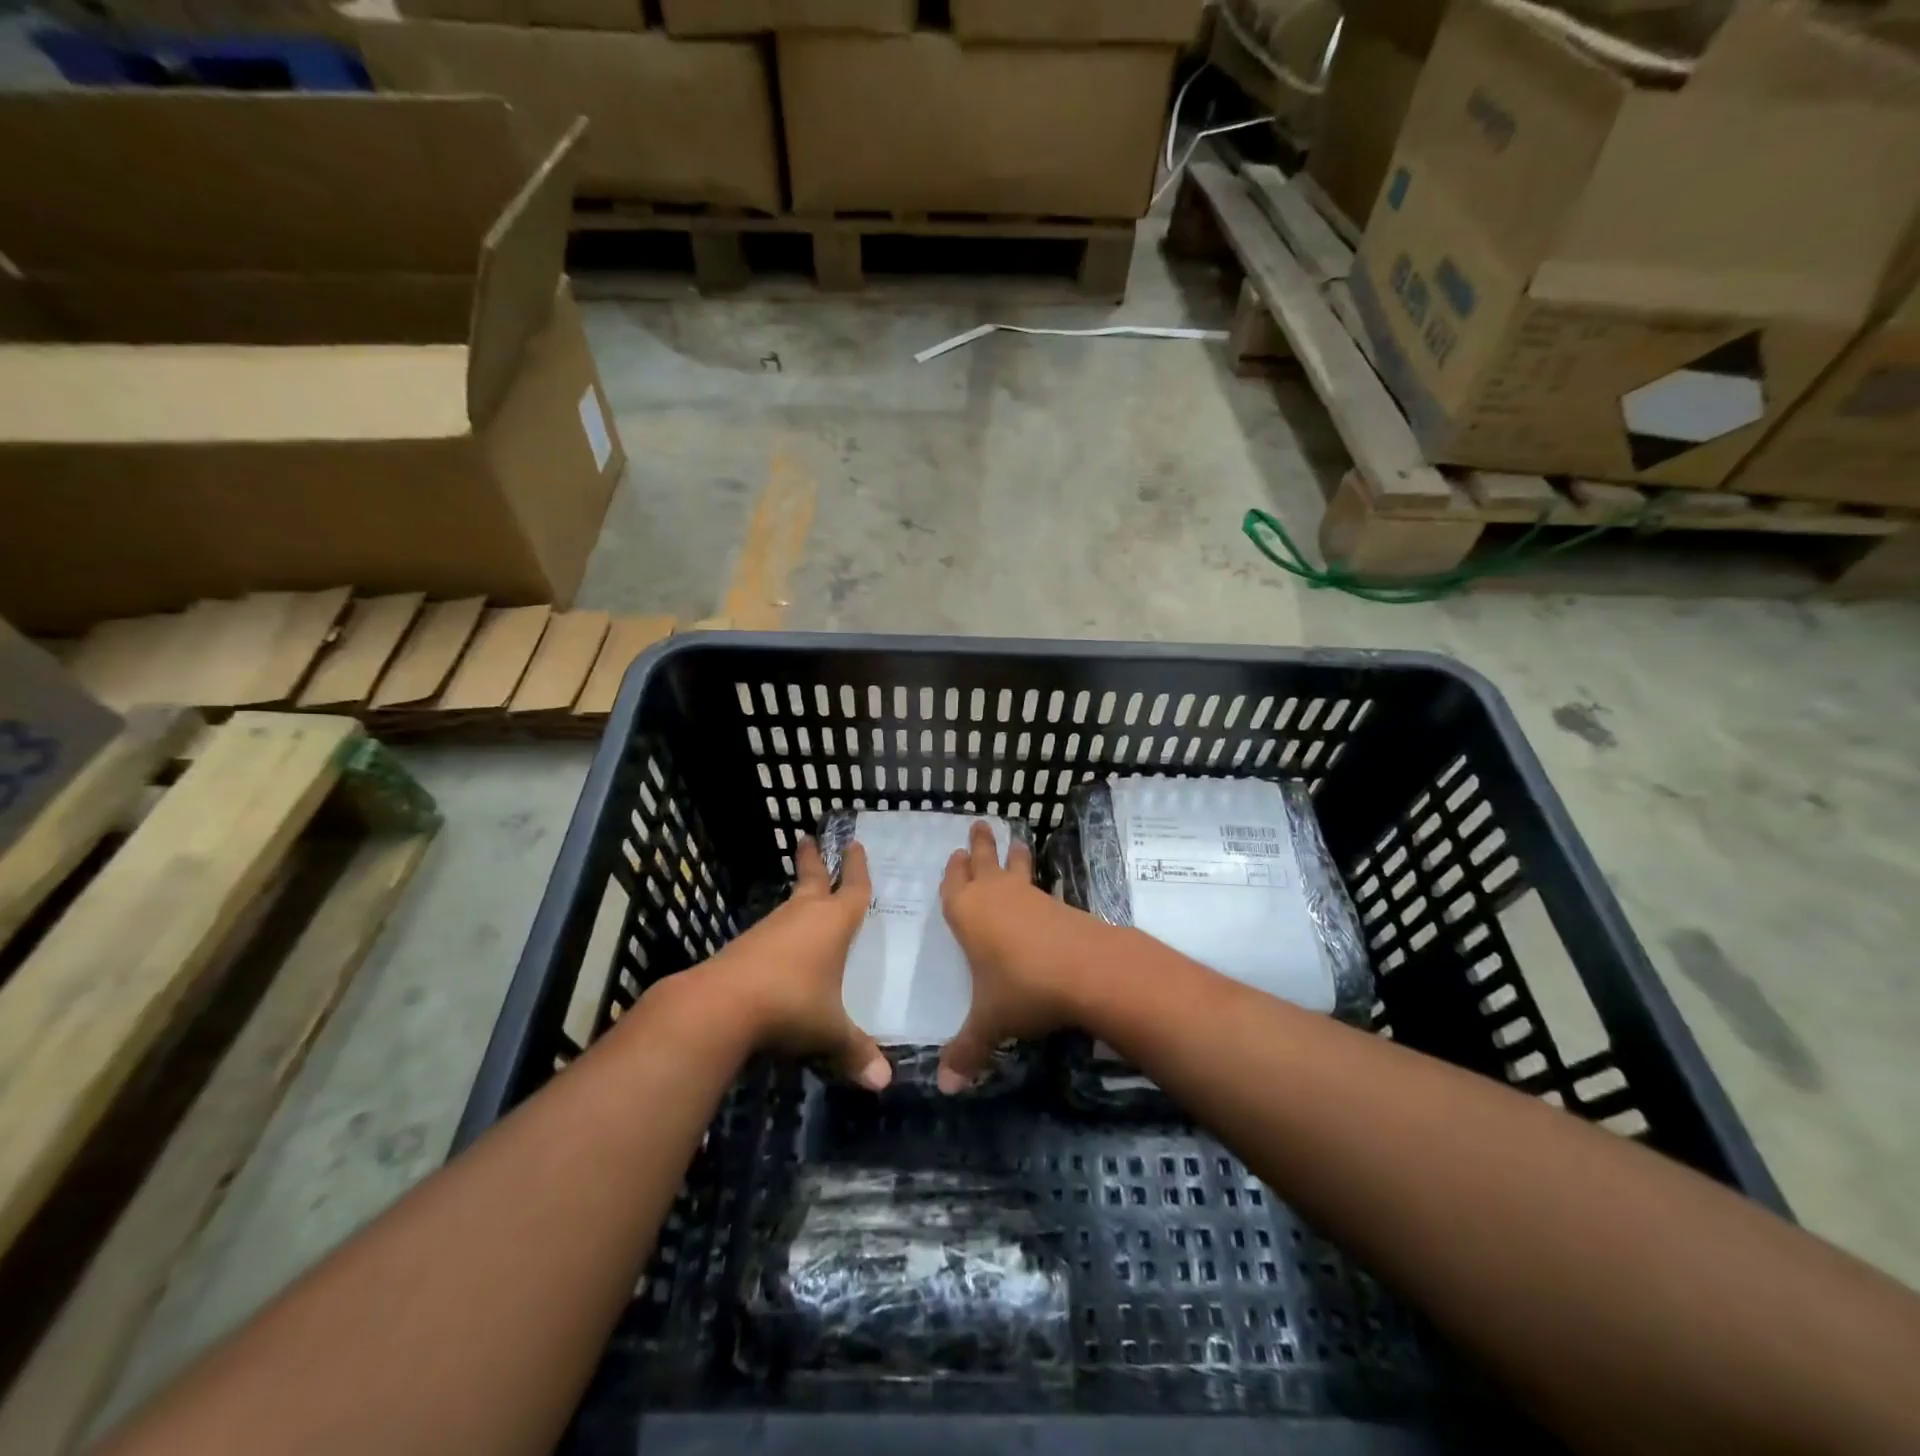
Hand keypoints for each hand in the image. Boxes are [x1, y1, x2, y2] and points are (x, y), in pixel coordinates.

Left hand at [697, 834, 890, 1090]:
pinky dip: (781, 929)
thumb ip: (856, 1052)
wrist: (720, 1006)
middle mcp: (801, 917)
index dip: (858, 870)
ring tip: (804, 895)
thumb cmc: (791, 1004)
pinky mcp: (744, 947)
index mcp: (832, 924)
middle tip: (807, 838)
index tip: (856, 846)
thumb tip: (884, 1083)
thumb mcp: (830, 1032)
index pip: (853, 889)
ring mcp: (770, 929)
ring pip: (789, 904)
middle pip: (811, 879)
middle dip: (814, 860)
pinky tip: (780, 946)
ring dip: (798, 895)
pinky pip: (771, 931)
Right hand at [937, 820, 1101, 1093]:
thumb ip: (967, 1051)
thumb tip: (944, 1088)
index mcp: (966, 914)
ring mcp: (1030, 897)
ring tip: (1016, 839)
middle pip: (984, 863)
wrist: (1086, 969)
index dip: (953, 872)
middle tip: (979, 825)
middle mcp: (995, 897)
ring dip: (1012, 855)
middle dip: (980, 845)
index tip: (955, 854)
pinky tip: (1043, 890)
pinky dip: (1036, 882)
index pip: (953, 885)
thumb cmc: (1023, 988)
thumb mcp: (990, 1023)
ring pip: (1015, 869)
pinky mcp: (1058, 905)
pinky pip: (1040, 886)